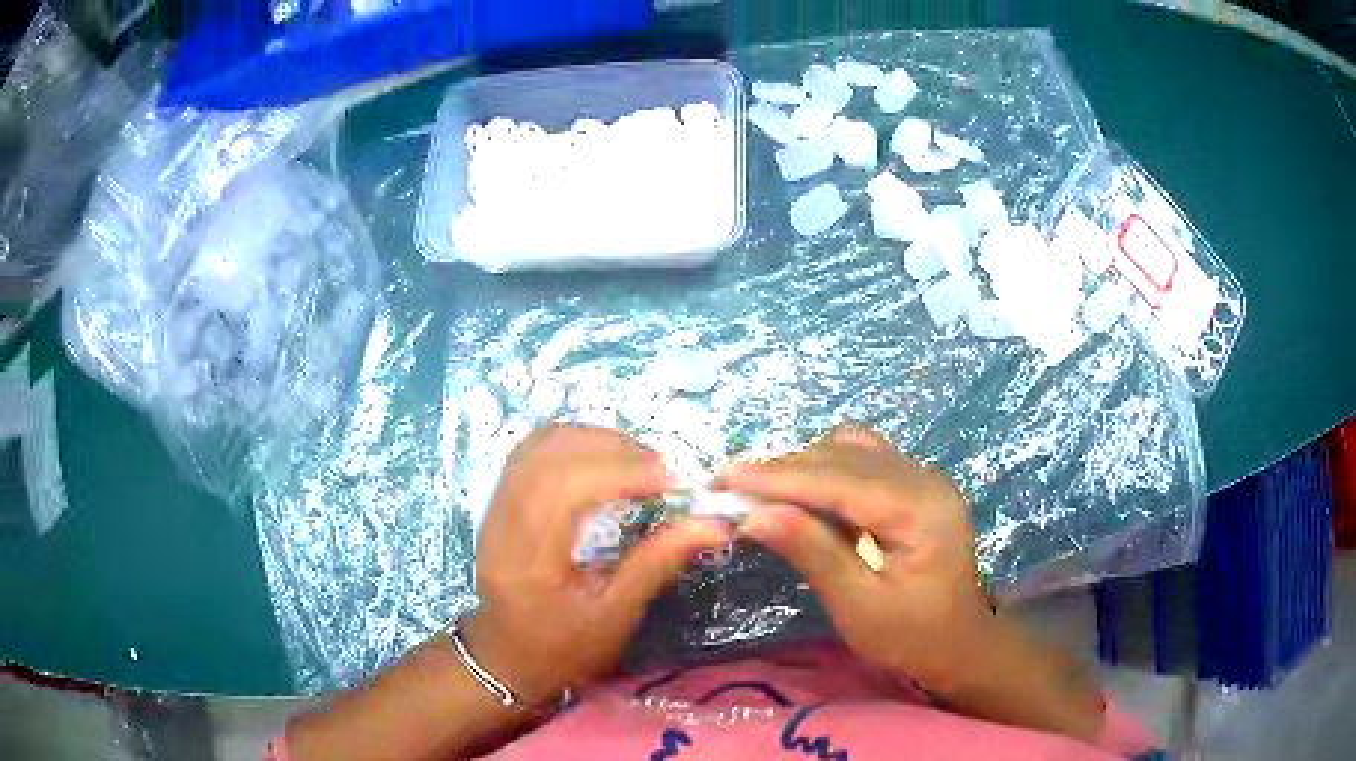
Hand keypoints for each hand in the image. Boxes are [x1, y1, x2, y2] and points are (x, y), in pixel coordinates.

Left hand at [462, 425, 730, 706]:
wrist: (507, 658)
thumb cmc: (564, 649)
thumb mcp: (616, 616)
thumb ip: (657, 564)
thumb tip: (713, 525)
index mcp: (528, 561)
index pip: (565, 489)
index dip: (621, 471)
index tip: (672, 478)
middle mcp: (501, 524)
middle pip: (550, 456)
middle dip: (611, 449)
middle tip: (661, 469)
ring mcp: (492, 509)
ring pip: (538, 446)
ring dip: (592, 440)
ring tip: (637, 462)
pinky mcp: (496, 502)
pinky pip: (531, 453)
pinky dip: (571, 444)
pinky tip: (602, 460)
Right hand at [719, 425, 995, 692]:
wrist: (959, 643)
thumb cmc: (911, 637)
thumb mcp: (858, 606)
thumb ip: (813, 553)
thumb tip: (755, 515)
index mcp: (920, 510)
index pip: (840, 480)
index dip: (779, 477)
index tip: (725, 478)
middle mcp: (924, 479)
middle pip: (843, 457)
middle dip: (782, 469)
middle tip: (727, 485)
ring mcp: (922, 477)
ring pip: (851, 450)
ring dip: (801, 465)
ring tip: (757, 488)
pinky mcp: (914, 484)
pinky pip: (862, 459)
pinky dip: (824, 467)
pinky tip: (801, 490)